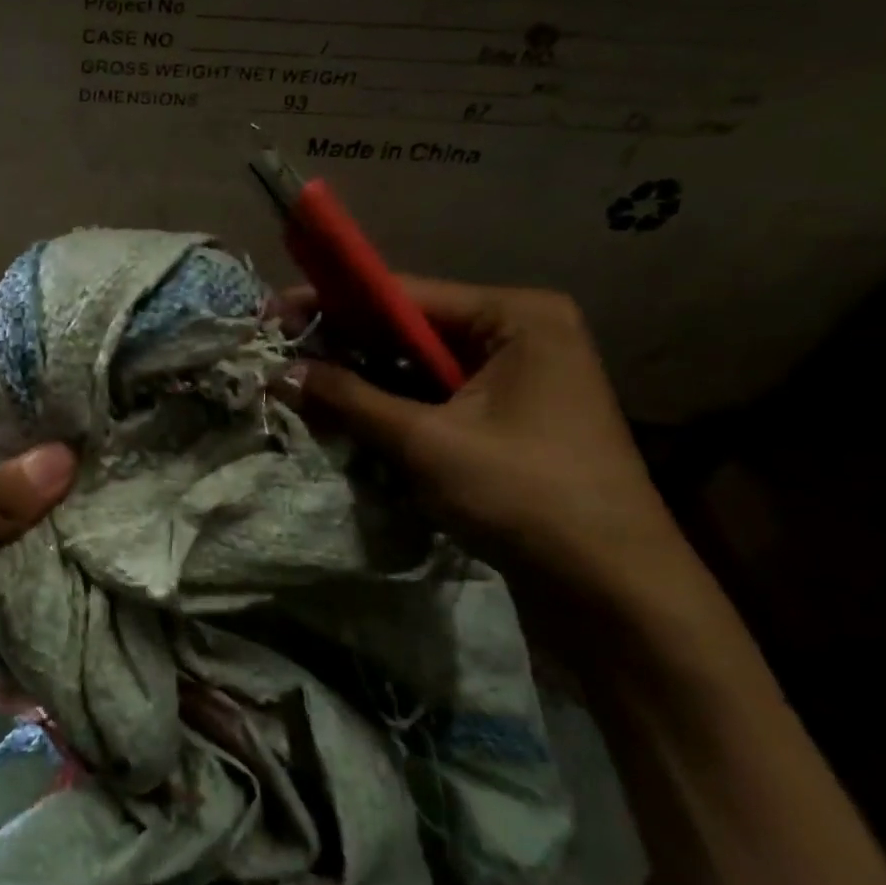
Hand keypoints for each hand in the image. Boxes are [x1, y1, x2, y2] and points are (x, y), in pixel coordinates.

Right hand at [276, 278, 682, 601]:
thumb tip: (281, 371)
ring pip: (420, 366)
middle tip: (279, 353)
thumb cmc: (523, 496)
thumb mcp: (424, 442)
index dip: (332, 301)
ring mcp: (519, 377)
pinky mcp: (510, 418)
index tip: (274, 312)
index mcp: (516, 316)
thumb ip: (350, 399)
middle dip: (345, 344)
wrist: (611, 589)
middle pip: (412, 328)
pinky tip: (347, 415)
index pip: (404, 295)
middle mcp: (521, 333)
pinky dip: (393, 406)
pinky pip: (436, 397)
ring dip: (365, 379)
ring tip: (300, 384)